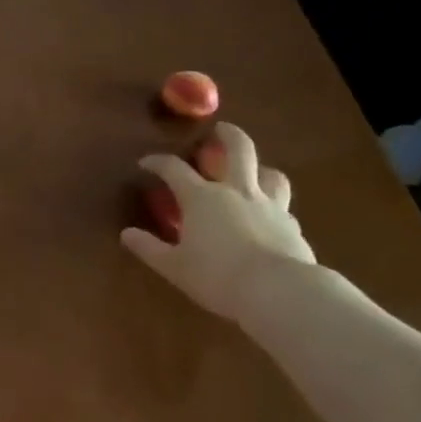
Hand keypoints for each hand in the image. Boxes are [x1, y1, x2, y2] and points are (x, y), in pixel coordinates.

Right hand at [121, 124, 315, 322]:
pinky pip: (284, 210)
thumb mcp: (174, 266)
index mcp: (202, 197)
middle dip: (229, 135)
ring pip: (271, 175)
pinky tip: (269, 222)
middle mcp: (237, 192)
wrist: (280, 292)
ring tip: (255, 173)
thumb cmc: (217, 276)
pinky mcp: (293, 228)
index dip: (157, 162)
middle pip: (239, 150)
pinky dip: (274, 210)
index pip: (174, 168)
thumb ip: (149, 248)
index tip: (146, 163)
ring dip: (261, 169)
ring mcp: (270, 207)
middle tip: (221, 129)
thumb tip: (127, 234)